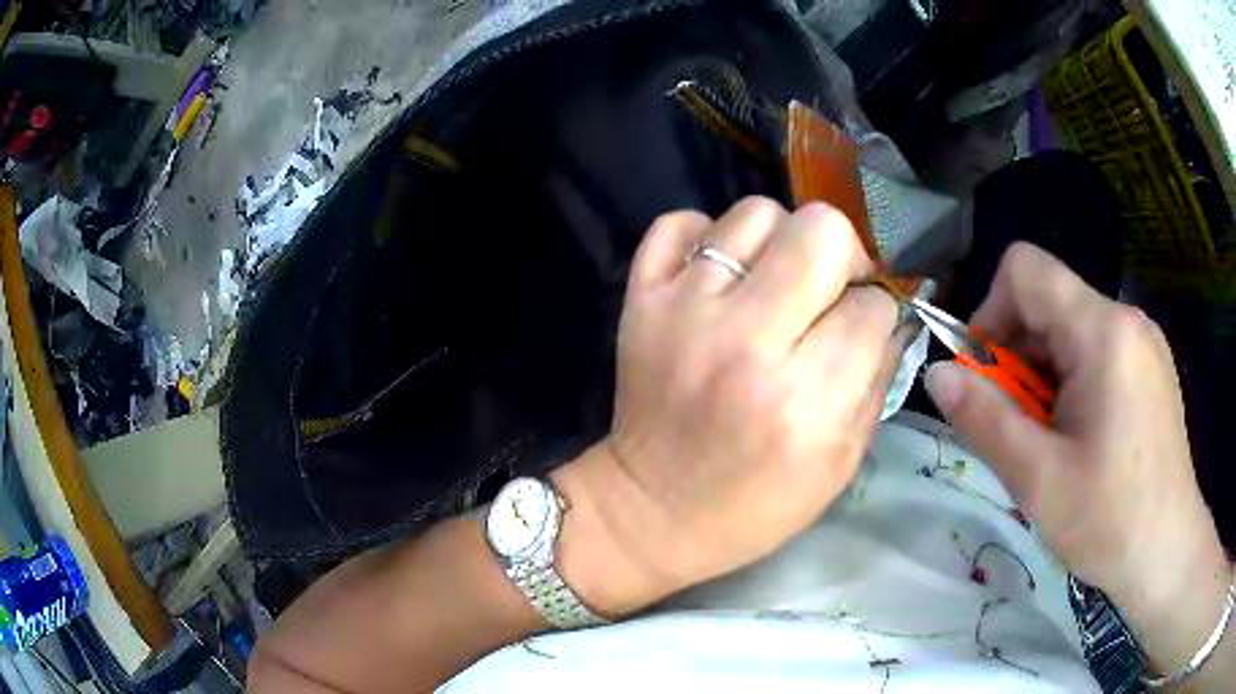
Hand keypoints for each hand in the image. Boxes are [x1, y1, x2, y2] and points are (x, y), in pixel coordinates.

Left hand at [556, 197, 910, 612]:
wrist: (652, 510)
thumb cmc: (757, 504)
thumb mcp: (841, 462)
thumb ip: (880, 379)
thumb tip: (895, 313)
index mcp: (805, 398)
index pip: (870, 306)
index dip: (875, 311)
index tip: (862, 326)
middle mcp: (745, 340)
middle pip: (820, 231)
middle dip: (842, 255)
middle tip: (828, 290)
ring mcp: (685, 311)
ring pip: (755, 213)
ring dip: (779, 242)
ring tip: (772, 284)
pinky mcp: (640, 300)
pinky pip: (678, 224)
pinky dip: (705, 236)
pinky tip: (719, 274)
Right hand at [924, 243, 1227, 627]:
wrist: (1168, 551)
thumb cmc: (1109, 521)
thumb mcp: (1038, 480)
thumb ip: (984, 419)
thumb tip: (937, 373)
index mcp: (1103, 332)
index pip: (1025, 269)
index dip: (991, 313)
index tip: (988, 380)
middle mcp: (1126, 318)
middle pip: (1048, 301)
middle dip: (1018, 357)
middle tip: (1019, 429)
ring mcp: (1143, 341)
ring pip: (1071, 330)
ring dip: (1044, 376)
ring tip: (1051, 442)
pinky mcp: (1150, 365)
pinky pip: (1096, 350)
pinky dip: (1072, 383)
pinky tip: (1081, 438)